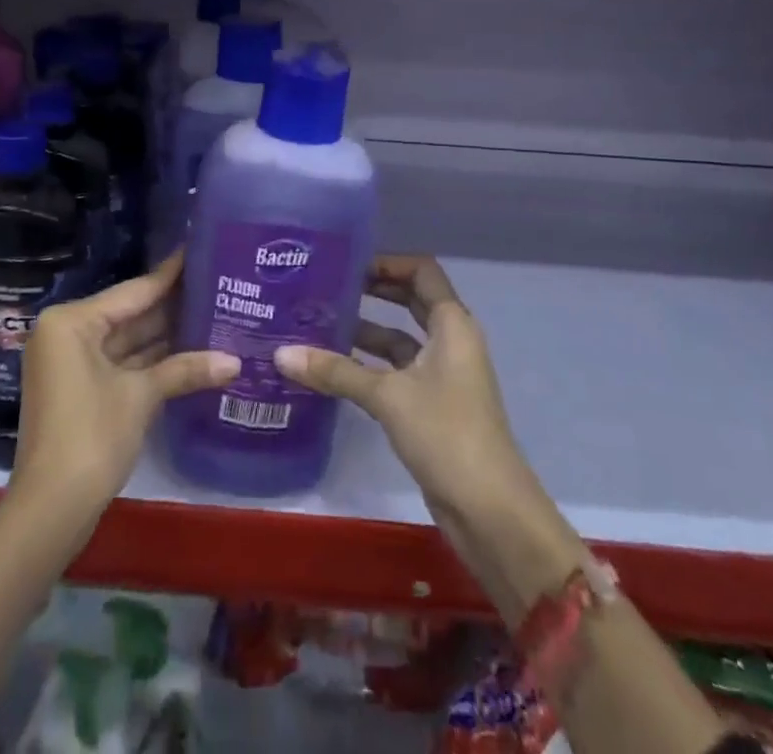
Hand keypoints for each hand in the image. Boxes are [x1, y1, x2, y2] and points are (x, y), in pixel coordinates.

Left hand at [11, 251, 238, 538]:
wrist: (50, 510)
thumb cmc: (91, 436)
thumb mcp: (141, 396)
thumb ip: (186, 369)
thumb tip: (235, 361)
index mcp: (72, 321)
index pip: (133, 291)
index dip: (170, 274)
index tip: (200, 249)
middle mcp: (67, 333)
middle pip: (130, 313)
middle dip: (172, 306)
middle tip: (217, 285)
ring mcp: (72, 362)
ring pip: (127, 340)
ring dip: (166, 335)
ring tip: (213, 312)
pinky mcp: (80, 389)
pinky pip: (121, 362)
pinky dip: (151, 361)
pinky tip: (191, 351)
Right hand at [274, 255, 577, 621]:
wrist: (490, 511)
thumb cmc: (447, 434)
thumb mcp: (388, 397)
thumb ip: (336, 372)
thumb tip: (281, 354)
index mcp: (452, 324)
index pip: (421, 271)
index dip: (388, 261)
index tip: (347, 263)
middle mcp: (450, 340)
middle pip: (410, 300)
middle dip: (373, 291)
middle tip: (328, 285)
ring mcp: (442, 374)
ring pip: (400, 338)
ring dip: (366, 330)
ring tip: (319, 322)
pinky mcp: (431, 405)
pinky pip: (397, 370)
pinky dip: (369, 365)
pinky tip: (332, 368)